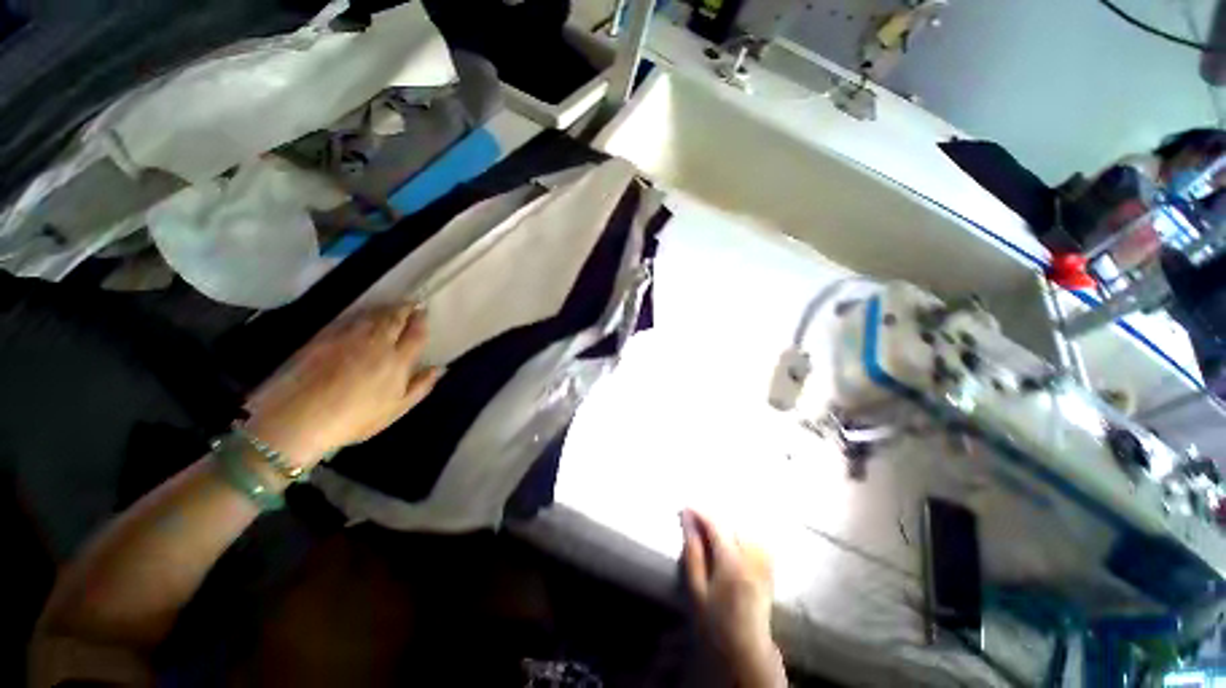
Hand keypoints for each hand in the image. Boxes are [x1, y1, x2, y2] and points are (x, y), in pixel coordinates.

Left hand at [244, 303, 441, 466]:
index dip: (421, 320)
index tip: (423, 311)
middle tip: (411, 303)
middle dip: (404, 308)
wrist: (297, 420)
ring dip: (384, 308)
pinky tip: (362, 316)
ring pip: (372, 315)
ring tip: (391, 307)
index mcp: (397, 361)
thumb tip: (439, 368)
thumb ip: (421, 386)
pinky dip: (361, 314)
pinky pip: (349, 319)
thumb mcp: (396, 410)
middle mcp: (375, 343)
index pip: (415, 333)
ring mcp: (348, 338)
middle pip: (394, 318)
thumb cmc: (354, 420)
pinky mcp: (324, 338)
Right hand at [681, 509, 785, 687]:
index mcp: (732, 562)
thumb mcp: (697, 589)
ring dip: (727, 527)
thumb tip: (687, 519)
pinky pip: (755, 541)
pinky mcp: (769, 568)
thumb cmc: (715, 622)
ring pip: (745, 529)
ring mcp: (763, 562)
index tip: (685, 509)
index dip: (700, 513)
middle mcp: (752, 557)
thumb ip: (693, 552)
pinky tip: (731, 543)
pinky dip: (741, 536)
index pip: (716, 525)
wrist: (745, 650)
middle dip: (713, 519)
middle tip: (695, 522)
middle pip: (732, 524)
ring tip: (712, 533)